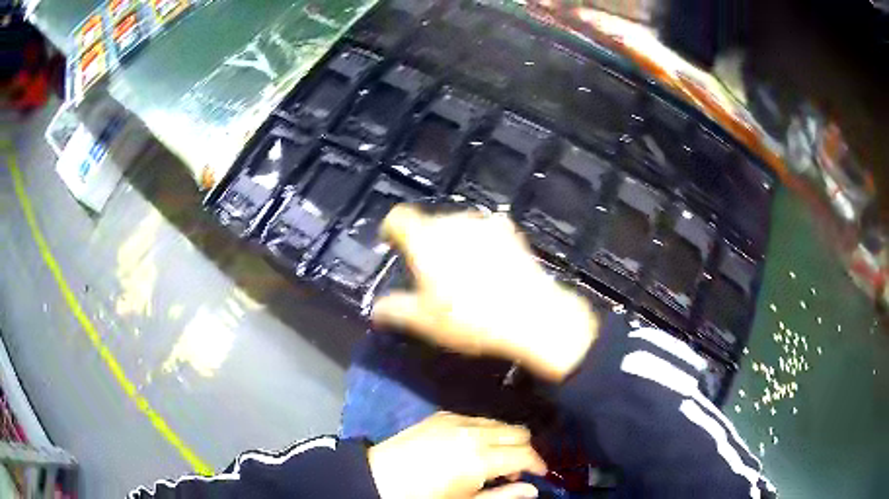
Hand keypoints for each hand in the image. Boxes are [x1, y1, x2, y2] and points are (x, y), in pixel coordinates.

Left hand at [368, 412, 546, 498]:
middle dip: (524, 449)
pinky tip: (471, 448)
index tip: (540, 475)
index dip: (538, 465)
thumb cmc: (422, 496)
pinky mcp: (441, 415)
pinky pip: (476, 418)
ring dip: (505, 439)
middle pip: (518, 431)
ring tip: (493, 460)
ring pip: (499, 422)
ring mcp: (456, 419)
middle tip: (515, 470)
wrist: (376, 477)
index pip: (525, 454)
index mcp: (479, 458)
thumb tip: (532, 490)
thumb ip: (503, 496)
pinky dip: (485, 431)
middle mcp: (473, 432)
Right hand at [372, 205, 597, 381]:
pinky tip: (489, 264)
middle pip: (429, 222)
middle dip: (424, 241)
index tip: (390, 243)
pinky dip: (481, 242)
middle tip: (428, 270)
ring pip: (459, 226)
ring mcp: (485, 224)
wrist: (530, 315)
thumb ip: (396, 310)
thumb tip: (376, 309)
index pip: (399, 217)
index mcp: (426, 239)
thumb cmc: (469, 318)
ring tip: (460, 269)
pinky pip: (487, 231)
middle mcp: (453, 222)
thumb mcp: (425, 321)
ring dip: (453, 241)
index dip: (391, 228)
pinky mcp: (511, 232)